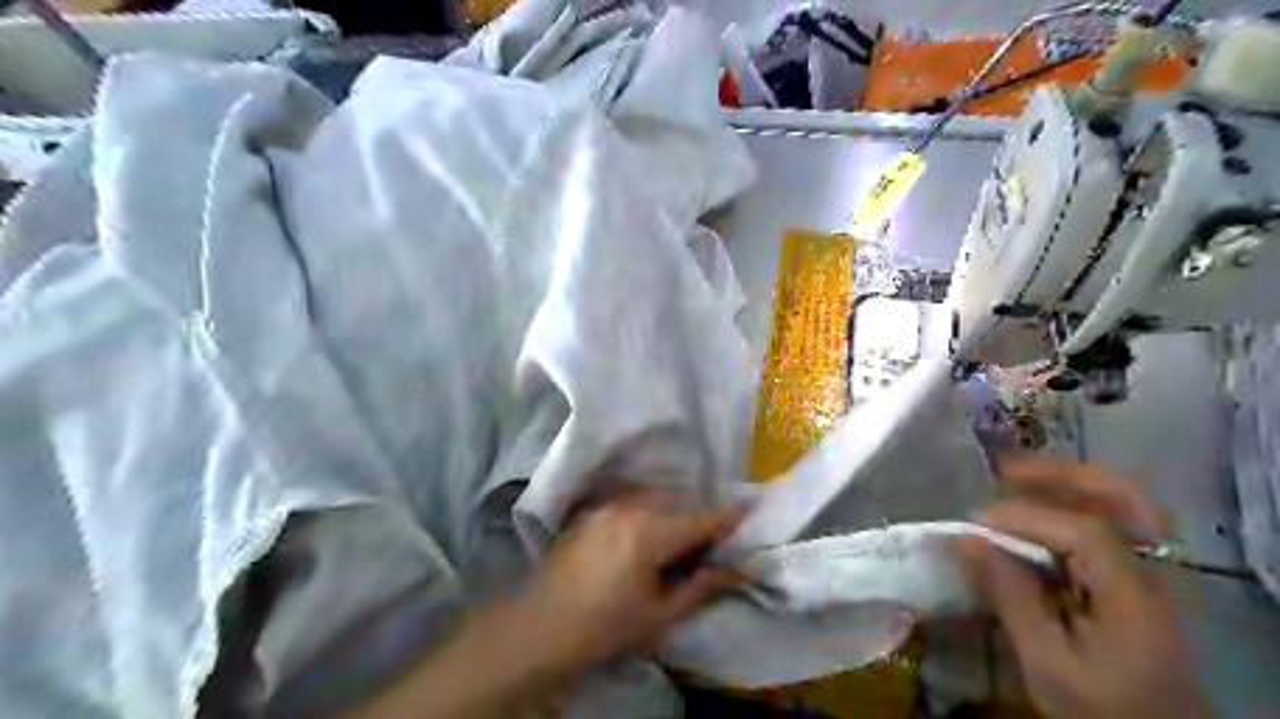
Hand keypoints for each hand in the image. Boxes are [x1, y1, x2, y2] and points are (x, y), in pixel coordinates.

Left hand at [517, 490, 746, 671]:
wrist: (540, 628)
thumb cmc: (606, 627)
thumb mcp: (661, 614)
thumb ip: (703, 586)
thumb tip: (741, 570)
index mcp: (649, 532)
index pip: (699, 519)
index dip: (726, 518)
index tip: (747, 512)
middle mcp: (629, 508)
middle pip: (677, 500)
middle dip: (699, 512)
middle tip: (714, 534)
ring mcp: (606, 506)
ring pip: (653, 496)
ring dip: (674, 507)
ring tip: (683, 532)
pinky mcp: (590, 512)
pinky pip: (630, 500)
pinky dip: (649, 507)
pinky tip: (649, 529)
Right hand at [972, 460, 1213, 718]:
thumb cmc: (1101, 708)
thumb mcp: (1047, 662)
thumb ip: (1010, 596)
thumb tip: (968, 539)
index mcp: (1134, 593)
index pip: (1085, 529)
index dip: (1027, 515)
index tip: (978, 521)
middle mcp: (1146, 569)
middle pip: (1120, 495)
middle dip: (1059, 472)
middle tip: (1004, 469)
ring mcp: (1141, 570)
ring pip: (1112, 502)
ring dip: (1061, 483)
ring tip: (1008, 479)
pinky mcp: (1126, 577)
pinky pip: (1098, 524)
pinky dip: (1063, 506)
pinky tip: (1027, 514)